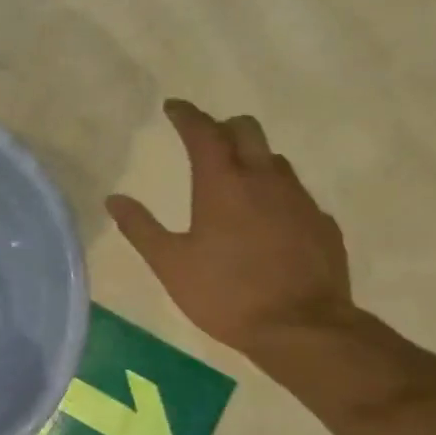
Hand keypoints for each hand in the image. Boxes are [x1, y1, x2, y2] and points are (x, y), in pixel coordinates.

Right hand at [106, 100, 354, 357]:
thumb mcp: (170, 264)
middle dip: (222, 127)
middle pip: (246, 130)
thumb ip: (141, 228)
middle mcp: (264, 179)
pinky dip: (275, 193)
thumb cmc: (226, 294)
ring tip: (234, 178)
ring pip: (274, 159)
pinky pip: (295, 193)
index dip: (186, 115)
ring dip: (251, 157)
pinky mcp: (321, 222)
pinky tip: (267, 219)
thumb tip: (114, 198)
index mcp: (223, 184)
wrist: (302, 327)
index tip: (173, 107)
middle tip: (203, 139)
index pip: (203, 132)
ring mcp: (299, 199)